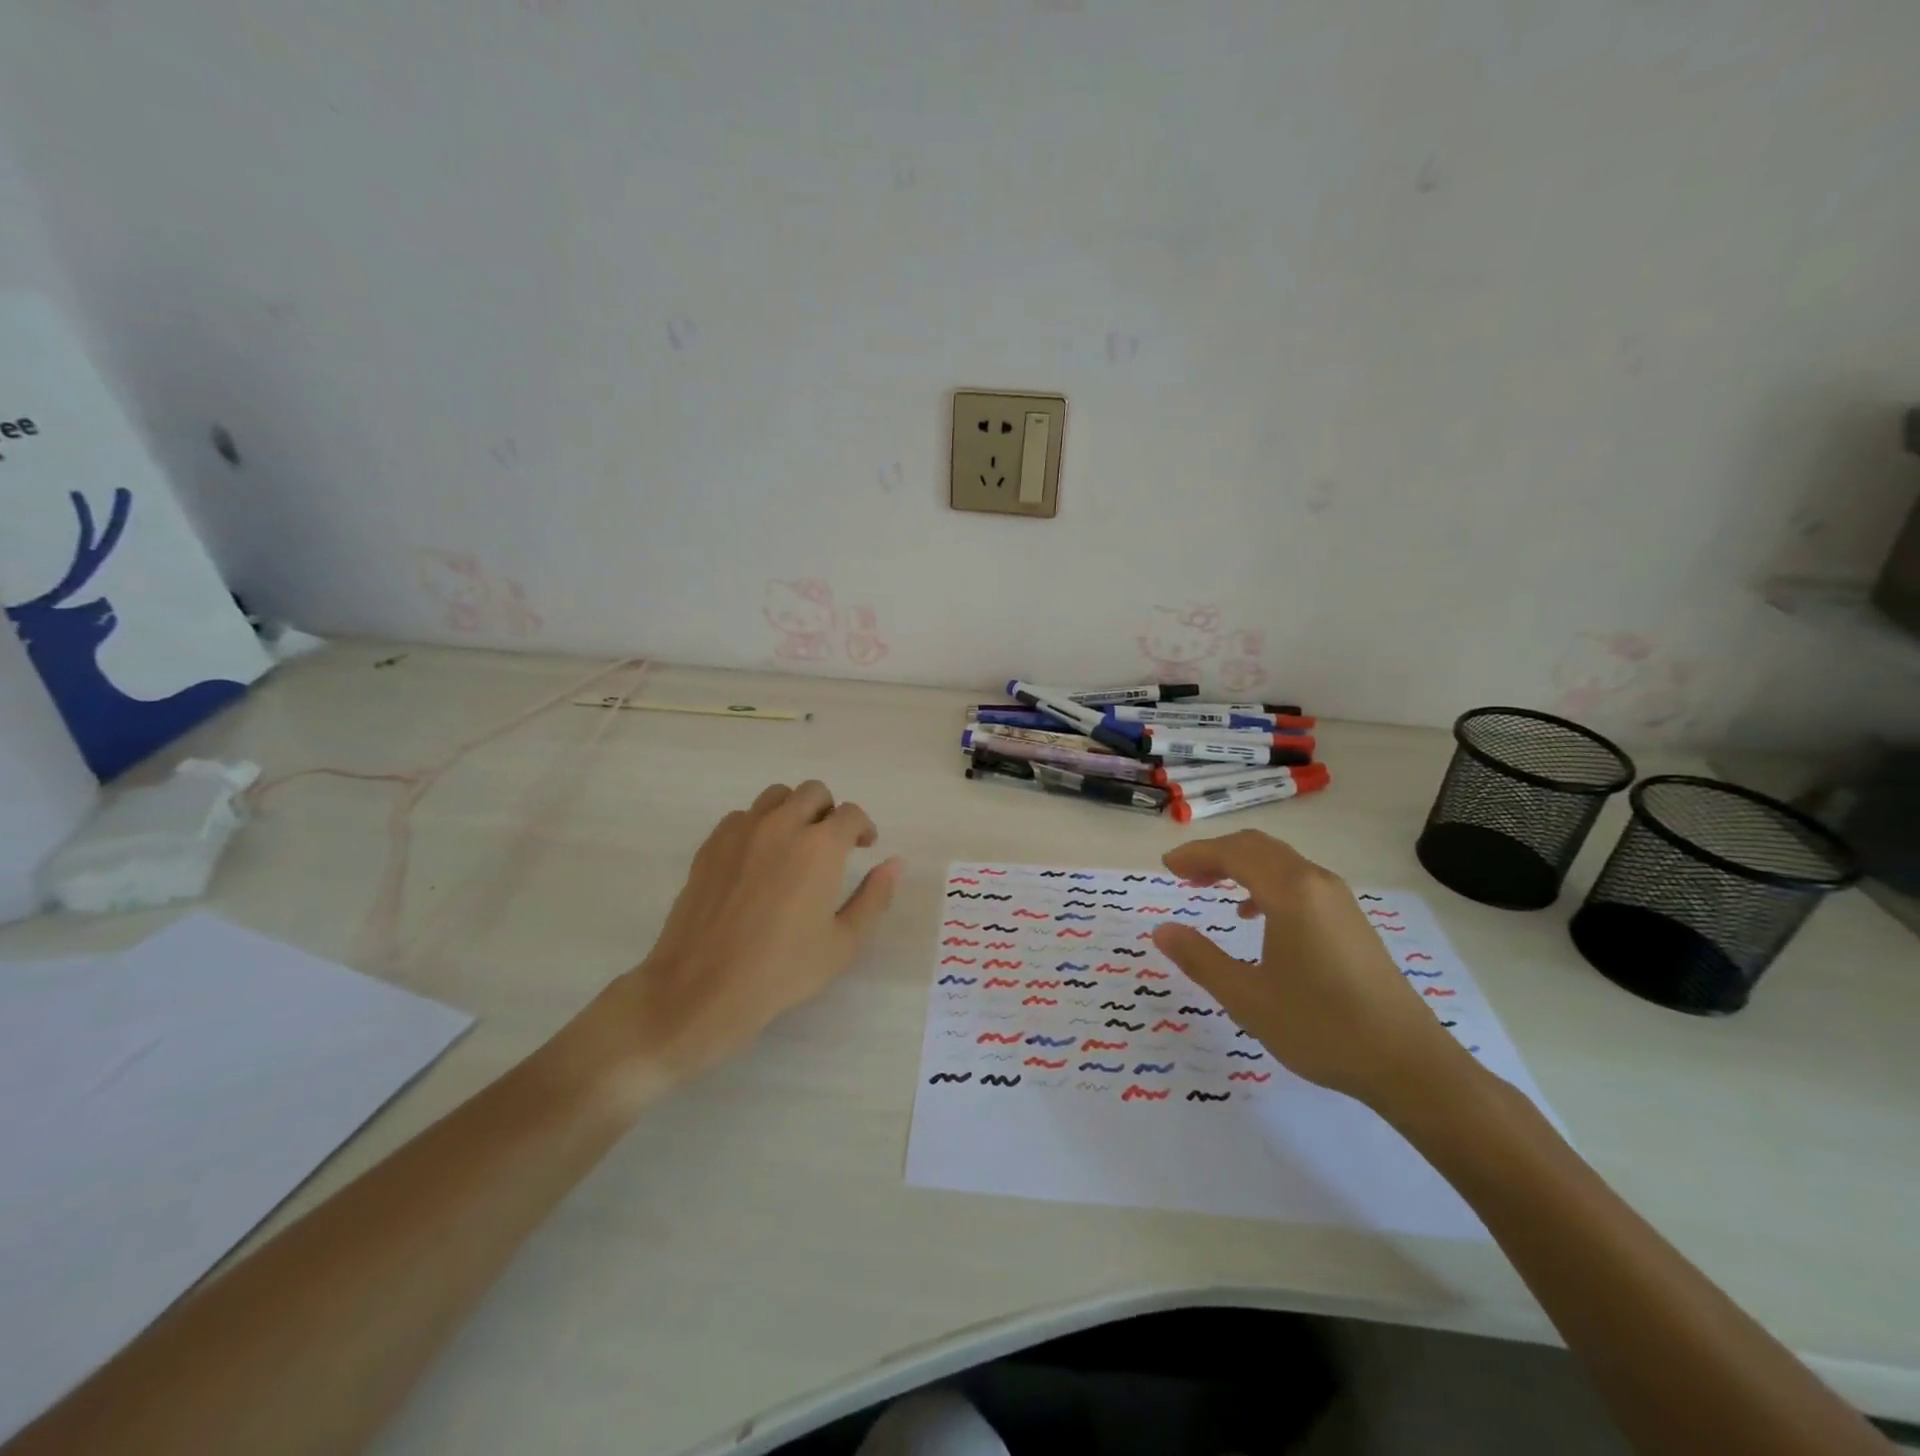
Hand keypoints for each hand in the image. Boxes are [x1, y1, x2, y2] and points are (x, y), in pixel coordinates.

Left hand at [560, 782, 901, 1108]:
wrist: (702, 987)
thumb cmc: (782, 970)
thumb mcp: (843, 942)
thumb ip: (874, 897)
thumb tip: (894, 863)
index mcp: (820, 846)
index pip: (851, 814)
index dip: (863, 827)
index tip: (864, 847)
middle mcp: (782, 825)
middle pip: (813, 792)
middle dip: (829, 811)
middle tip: (832, 844)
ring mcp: (741, 831)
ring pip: (775, 797)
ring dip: (793, 811)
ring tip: (794, 844)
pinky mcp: (711, 845)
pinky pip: (742, 817)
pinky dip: (758, 826)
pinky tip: (757, 860)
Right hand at [1149, 830, 1471, 1111]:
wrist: (1408, 1063)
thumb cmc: (1321, 1027)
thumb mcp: (1247, 998)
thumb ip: (1199, 959)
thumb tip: (1162, 930)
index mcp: (1290, 892)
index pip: (1233, 853)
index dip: (1195, 854)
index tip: (1166, 868)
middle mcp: (1316, 883)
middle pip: (1257, 847)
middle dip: (1216, 853)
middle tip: (1183, 874)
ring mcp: (1339, 900)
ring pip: (1280, 861)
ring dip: (1241, 865)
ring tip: (1210, 888)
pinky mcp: (1351, 920)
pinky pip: (1299, 880)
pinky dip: (1266, 882)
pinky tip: (1255, 915)